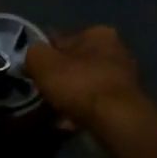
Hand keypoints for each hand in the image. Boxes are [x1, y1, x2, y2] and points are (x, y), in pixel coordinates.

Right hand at [23, 26, 148, 129]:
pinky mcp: (124, 106)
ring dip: (69, 97)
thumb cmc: (79, 84)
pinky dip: (80, 113)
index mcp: (99, 34)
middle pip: (76, 64)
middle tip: (41, 92)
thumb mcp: (43, 62)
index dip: (45, 55)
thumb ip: (33, 54)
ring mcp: (123, 81)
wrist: (115, 122)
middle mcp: (116, 52)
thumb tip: (32, 57)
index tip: (32, 71)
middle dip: (59, 78)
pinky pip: (93, 106)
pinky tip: (65, 124)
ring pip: (84, 86)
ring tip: (51, 111)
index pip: (63, 39)